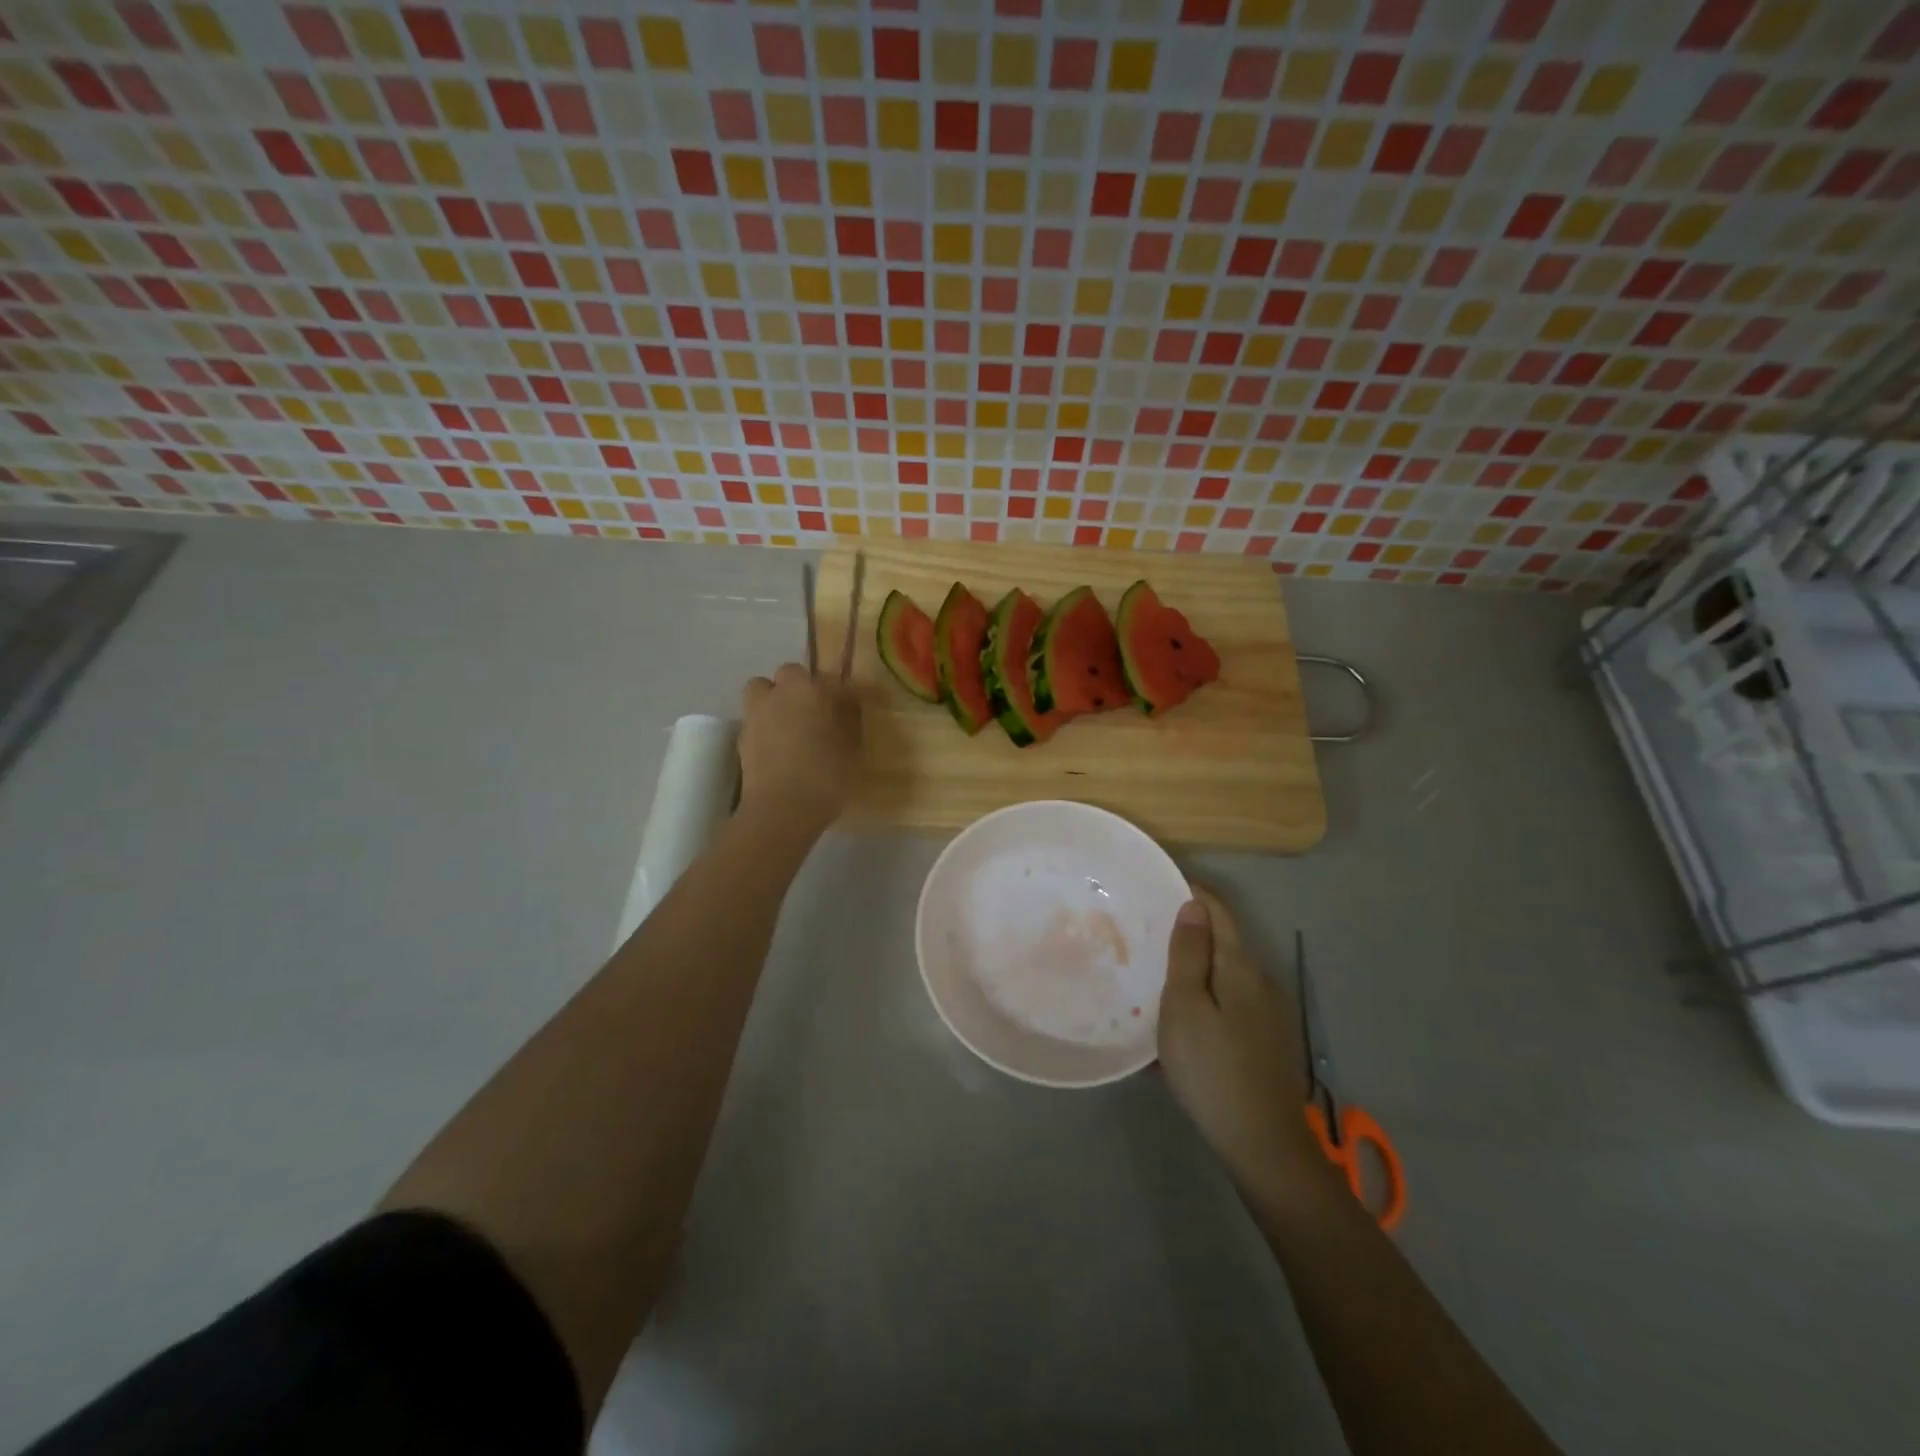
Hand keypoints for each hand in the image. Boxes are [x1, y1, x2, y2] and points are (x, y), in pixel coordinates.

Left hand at [739, 664, 861, 832]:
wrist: (780, 810)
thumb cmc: (826, 775)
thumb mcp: (852, 748)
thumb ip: (849, 720)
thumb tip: (847, 704)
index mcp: (810, 690)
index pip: (828, 678)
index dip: (837, 692)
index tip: (845, 709)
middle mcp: (779, 694)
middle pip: (788, 675)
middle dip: (799, 687)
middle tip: (814, 713)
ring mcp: (755, 714)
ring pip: (762, 692)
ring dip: (774, 701)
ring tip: (790, 726)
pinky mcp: (741, 738)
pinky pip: (755, 721)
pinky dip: (765, 728)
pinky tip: (778, 750)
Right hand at [1158, 888, 1326, 1208]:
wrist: (1262, 1144)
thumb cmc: (1212, 1068)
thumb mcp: (1185, 1006)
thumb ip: (1188, 954)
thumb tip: (1194, 906)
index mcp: (1241, 967)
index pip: (1219, 911)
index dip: (1193, 891)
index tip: (1160, 883)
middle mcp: (1262, 982)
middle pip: (1224, 942)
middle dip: (1190, 932)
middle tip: (1148, 934)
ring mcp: (1270, 1014)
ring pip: (1226, 976)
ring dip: (1196, 969)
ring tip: (1158, 977)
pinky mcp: (1268, 1042)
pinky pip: (1231, 1004)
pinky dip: (1206, 999)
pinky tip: (1183, 1022)